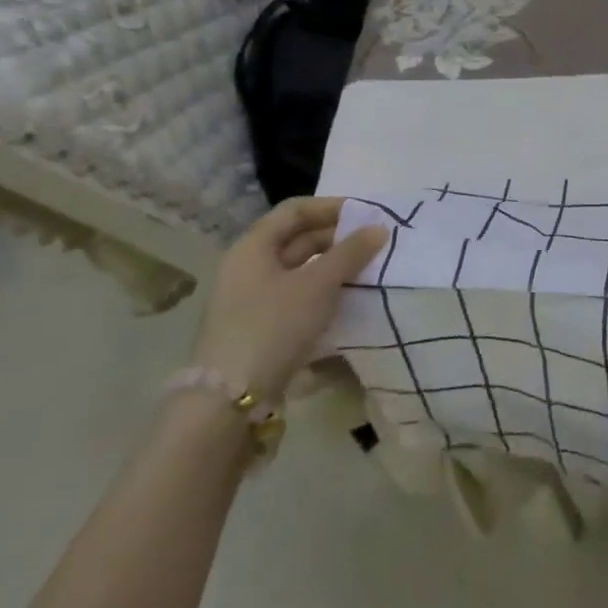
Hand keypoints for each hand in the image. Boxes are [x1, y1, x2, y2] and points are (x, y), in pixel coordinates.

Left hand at [189, 197, 388, 400]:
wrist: (229, 401)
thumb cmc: (273, 326)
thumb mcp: (319, 284)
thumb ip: (351, 252)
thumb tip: (378, 228)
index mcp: (253, 248)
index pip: (294, 210)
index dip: (331, 206)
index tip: (366, 214)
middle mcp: (248, 268)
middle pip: (297, 239)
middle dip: (337, 237)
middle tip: (374, 243)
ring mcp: (252, 301)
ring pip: (299, 270)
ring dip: (333, 266)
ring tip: (368, 270)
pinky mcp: (260, 328)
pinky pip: (297, 297)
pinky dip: (323, 292)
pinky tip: (348, 300)